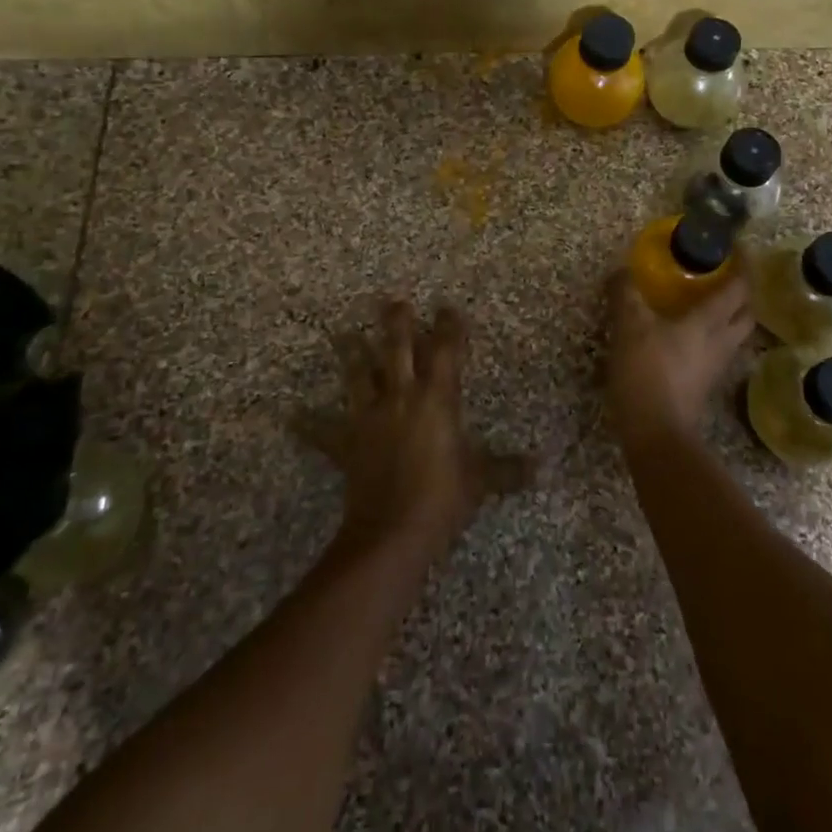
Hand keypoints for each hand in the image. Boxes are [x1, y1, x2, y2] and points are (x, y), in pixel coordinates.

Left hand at [306, 300, 533, 559]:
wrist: (393, 530)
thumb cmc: (443, 497)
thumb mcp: (480, 481)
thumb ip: (507, 470)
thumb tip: (539, 468)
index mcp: (437, 399)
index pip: (446, 352)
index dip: (449, 327)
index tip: (448, 307)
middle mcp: (401, 397)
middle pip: (397, 350)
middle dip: (397, 323)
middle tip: (392, 301)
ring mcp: (370, 418)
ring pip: (359, 376)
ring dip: (351, 354)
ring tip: (342, 335)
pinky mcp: (347, 444)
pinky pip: (323, 433)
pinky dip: (309, 424)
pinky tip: (291, 416)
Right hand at [604, 269, 753, 451]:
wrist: (655, 432)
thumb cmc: (647, 372)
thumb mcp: (629, 327)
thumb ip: (626, 295)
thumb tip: (621, 270)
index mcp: (708, 322)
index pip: (739, 288)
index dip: (744, 265)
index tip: (740, 247)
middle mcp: (721, 342)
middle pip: (747, 313)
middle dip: (744, 292)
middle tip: (728, 275)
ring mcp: (716, 367)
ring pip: (735, 335)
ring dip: (731, 316)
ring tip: (710, 303)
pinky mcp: (704, 385)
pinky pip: (719, 352)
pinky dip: (713, 337)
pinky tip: (691, 337)